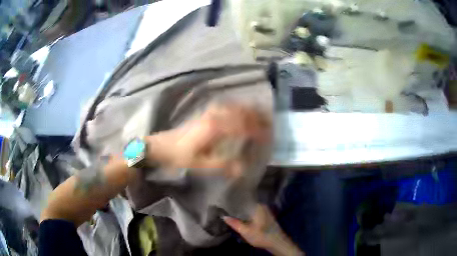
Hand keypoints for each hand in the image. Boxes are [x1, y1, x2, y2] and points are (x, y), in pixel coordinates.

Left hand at [146, 103, 269, 176]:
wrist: (162, 146)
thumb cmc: (180, 156)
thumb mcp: (201, 165)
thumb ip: (224, 166)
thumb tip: (244, 168)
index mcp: (215, 128)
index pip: (243, 126)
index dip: (258, 131)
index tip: (269, 136)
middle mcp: (215, 116)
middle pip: (242, 112)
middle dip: (258, 116)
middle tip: (271, 122)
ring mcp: (210, 112)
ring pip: (235, 106)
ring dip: (250, 110)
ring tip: (261, 115)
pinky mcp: (206, 113)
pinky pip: (227, 106)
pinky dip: (239, 107)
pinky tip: (242, 111)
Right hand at [223, 205, 303, 255]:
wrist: (277, 242)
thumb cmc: (261, 236)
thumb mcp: (245, 231)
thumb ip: (234, 223)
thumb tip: (223, 216)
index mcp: (257, 207)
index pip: (243, 200)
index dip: (233, 201)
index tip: (224, 202)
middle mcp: (262, 206)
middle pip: (246, 204)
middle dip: (237, 206)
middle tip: (225, 208)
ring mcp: (265, 211)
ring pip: (250, 208)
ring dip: (242, 211)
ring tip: (230, 212)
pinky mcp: (266, 216)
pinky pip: (253, 212)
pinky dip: (247, 214)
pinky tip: (241, 218)